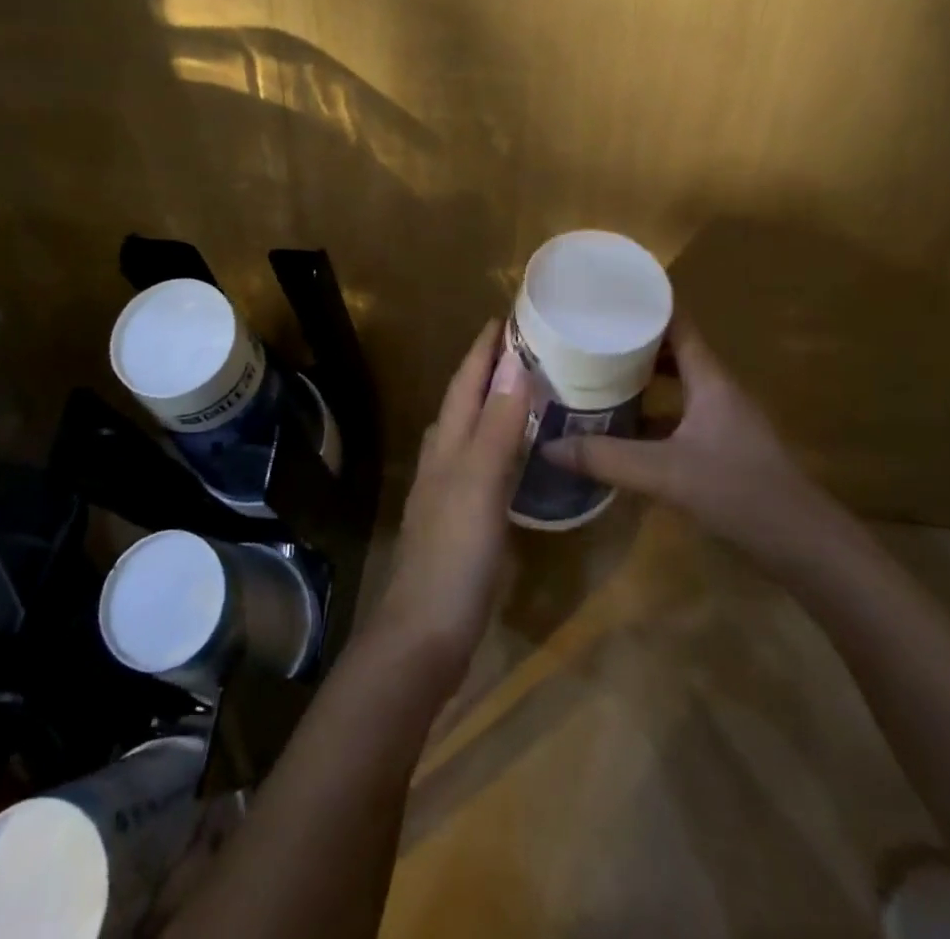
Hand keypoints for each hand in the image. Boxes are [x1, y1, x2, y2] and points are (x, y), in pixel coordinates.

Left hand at [368, 319, 528, 688]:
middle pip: (465, 402)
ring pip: (470, 432)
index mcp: (447, 443)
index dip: (483, 351)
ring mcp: (448, 490)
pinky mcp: (460, 520)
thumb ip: (499, 425)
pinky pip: (482, 464)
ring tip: (524, 391)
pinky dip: (499, 445)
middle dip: (487, 371)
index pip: (466, 383)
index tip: (504, 318)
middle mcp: (443, 458)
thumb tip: (515, 364)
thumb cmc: (455, 552)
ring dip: (493, 406)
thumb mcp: (481, 482)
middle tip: (523, 348)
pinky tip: (515, 456)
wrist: (426, 631)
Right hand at [541, 315, 833, 564]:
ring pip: (675, 385)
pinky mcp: (721, 448)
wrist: (804, 546)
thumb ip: (606, 458)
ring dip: (640, 378)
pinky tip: (620, 428)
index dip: (646, 305)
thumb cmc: (740, 492)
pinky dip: (650, 413)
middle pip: (672, 351)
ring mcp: (722, 420)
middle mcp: (717, 391)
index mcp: (710, 380)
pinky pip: (678, 415)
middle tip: (587, 335)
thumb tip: (549, 445)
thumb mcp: (665, 473)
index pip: (678, 324)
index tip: (606, 295)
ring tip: (595, 374)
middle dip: (632, 342)